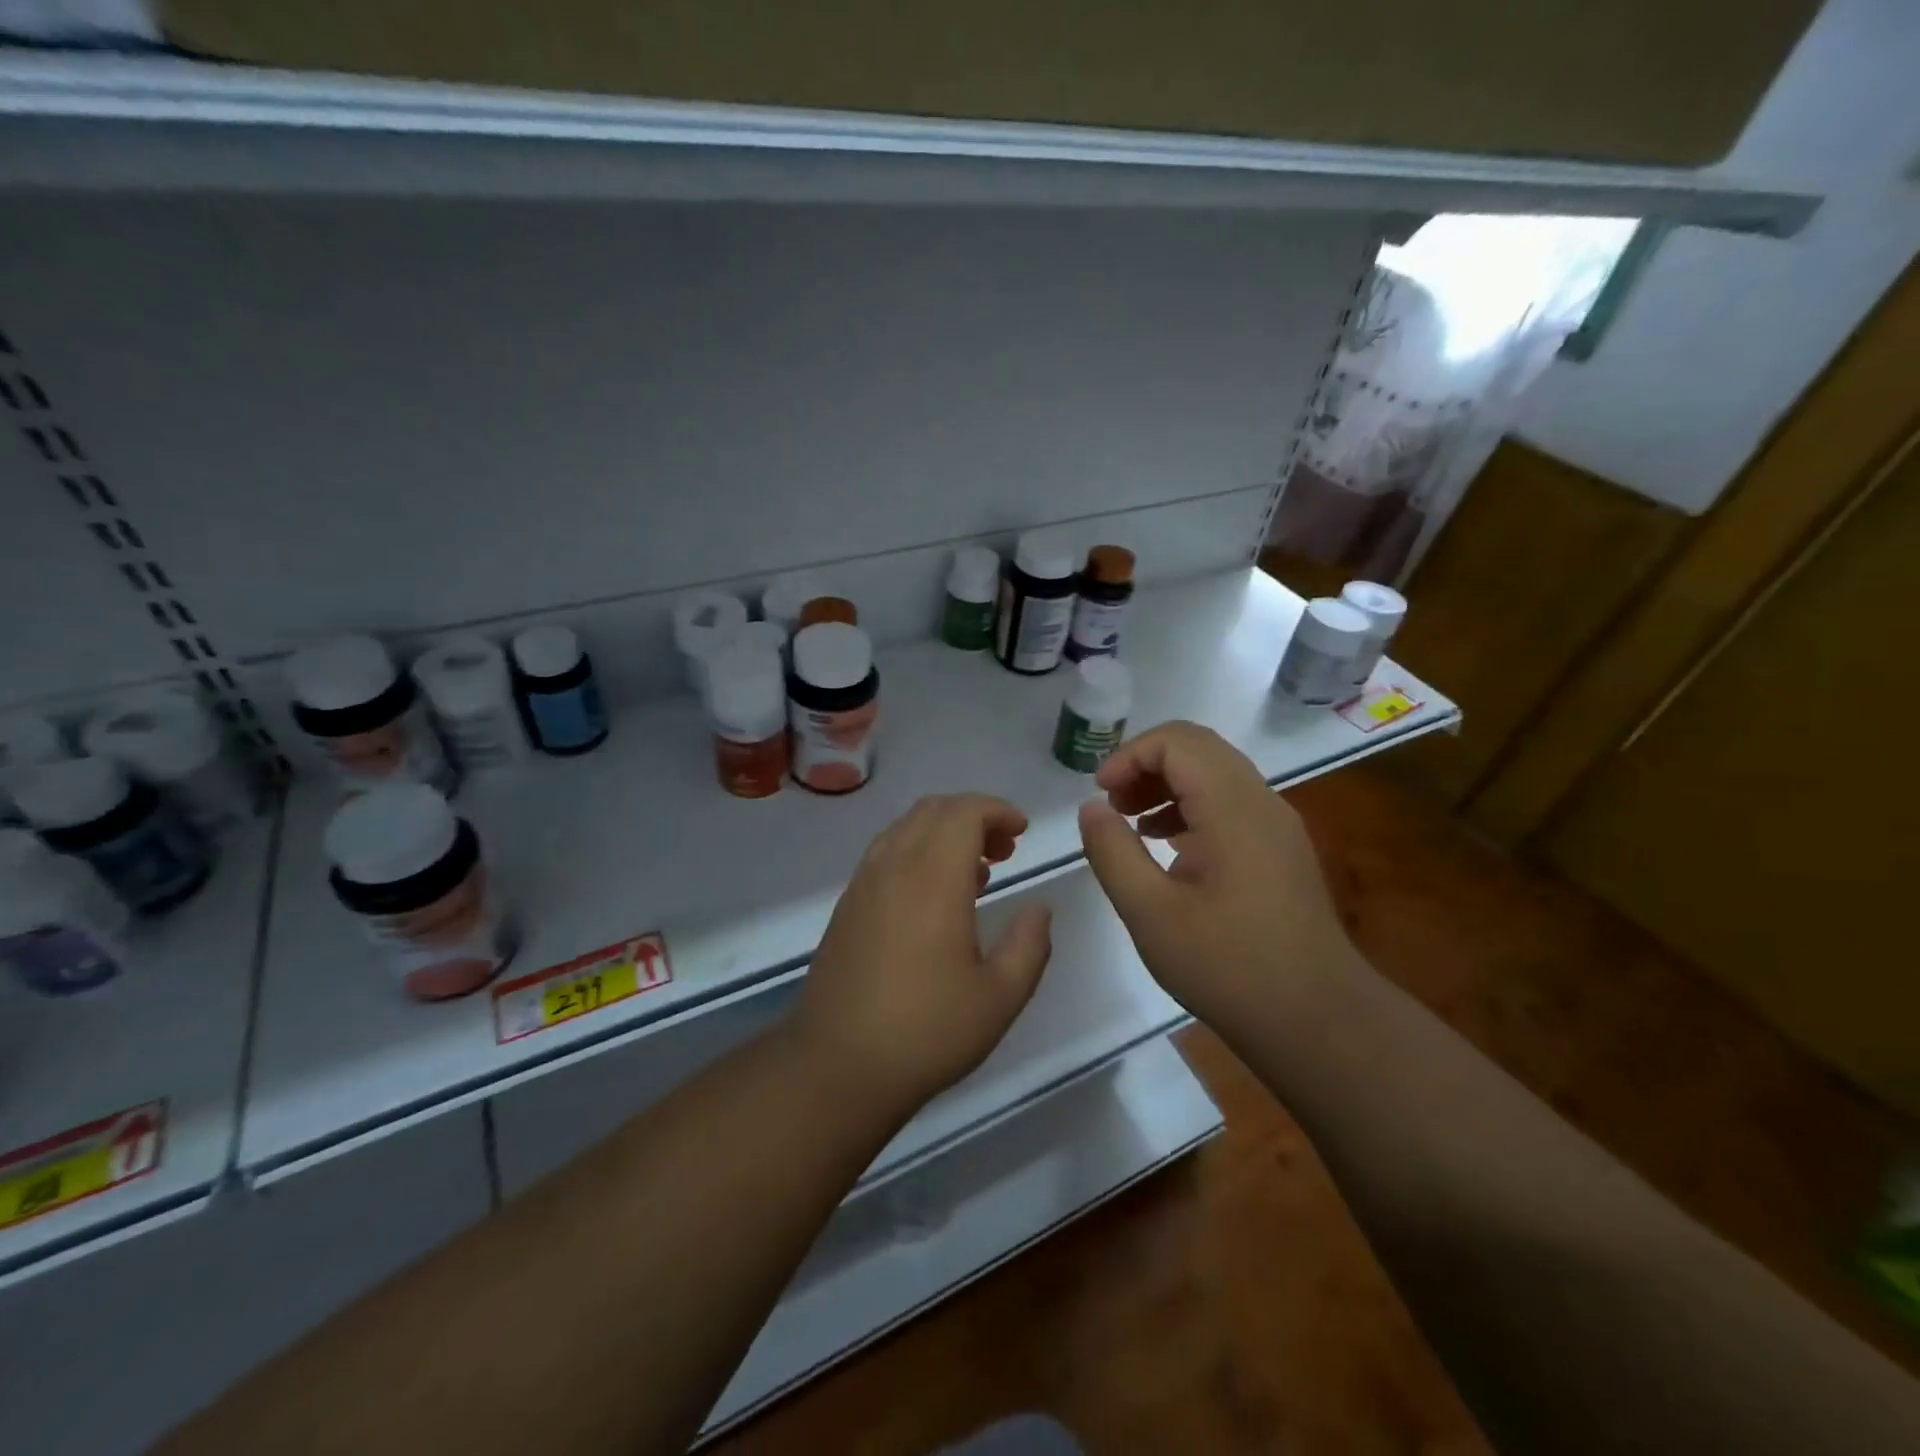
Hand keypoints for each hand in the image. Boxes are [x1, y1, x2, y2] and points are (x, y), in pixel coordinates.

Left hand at [792, 794, 1053, 1110]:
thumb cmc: (926, 1031)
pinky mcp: (847, 905)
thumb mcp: (999, 997)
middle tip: (1005, 849)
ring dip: (943, 832)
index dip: (997, 810)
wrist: (836, 1066)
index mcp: (933, 878)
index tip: (1022, 832)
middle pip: (933, 810)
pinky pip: (886, 853)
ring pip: (905, 828)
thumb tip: (1039, 908)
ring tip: (976, 872)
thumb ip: (1029, 944)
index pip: (964, 812)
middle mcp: (894, 866)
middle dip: (974, 816)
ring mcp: (864, 884)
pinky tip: (934, 898)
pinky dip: (917, 851)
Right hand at [1077, 721, 1360, 1028]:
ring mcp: (1276, 826)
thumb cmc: (1228, 966)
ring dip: (1167, 784)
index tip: (1099, 795)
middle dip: (1145, 765)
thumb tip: (1090, 808)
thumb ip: (1113, 852)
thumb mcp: (1150, 913)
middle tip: (1111, 805)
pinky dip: (1190, 808)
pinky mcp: (1280, 849)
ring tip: (1131, 823)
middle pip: (1198, 749)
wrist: (1318, 1021)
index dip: (1130, 755)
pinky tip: (1167, 848)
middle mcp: (1261, 802)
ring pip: (1215, 774)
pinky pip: (1230, 804)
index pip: (1178, 742)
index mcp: (1233, 808)